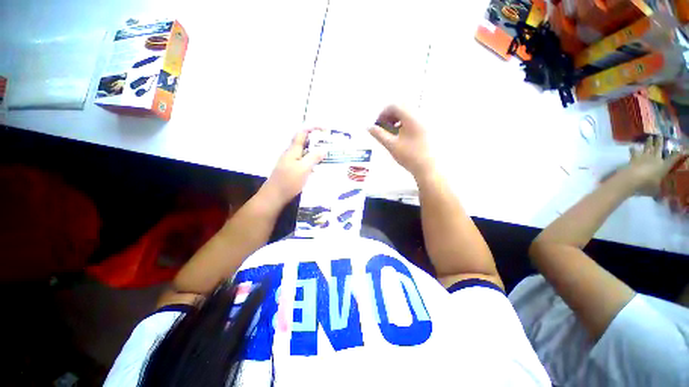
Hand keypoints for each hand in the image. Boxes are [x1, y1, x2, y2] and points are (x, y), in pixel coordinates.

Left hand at [261, 128, 325, 205]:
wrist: (274, 196)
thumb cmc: (289, 181)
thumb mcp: (304, 168)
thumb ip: (314, 157)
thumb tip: (324, 148)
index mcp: (293, 150)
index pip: (302, 133)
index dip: (313, 128)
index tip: (325, 130)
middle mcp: (291, 154)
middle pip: (304, 142)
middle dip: (316, 140)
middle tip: (329, 144)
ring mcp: (290, 162)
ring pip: (304, 153)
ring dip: (314, 151)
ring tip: (326, 155)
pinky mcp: (291, 171)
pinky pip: (303, 162)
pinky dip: (311, 161)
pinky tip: (317, 167)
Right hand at [368, 105, 434, 177]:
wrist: (428, 168)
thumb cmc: (409, 156)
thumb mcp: (391, 145)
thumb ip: (379, 134)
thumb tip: (369, 127)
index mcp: (411, 117)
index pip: (394, 106)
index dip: (383, 113)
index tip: (378, 124)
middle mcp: (420, 115)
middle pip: (402, 108)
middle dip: (390, 116)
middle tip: (384, 128)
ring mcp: (426, 122)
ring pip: (408, 114)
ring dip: (397, 120)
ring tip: (392, 133)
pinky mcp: (428, 129)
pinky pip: (415, 120)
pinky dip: (405, 124)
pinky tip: (402, 136)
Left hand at [626, 136, 685, 195]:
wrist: (631, 179)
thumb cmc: (646, 185)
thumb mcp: (656, 190)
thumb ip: (659, 191)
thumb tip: (661, 199)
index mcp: (664, 166)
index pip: (674, 159)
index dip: (680, 154)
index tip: (685, 150)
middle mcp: (655, 159)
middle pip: (658, 149)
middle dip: (660, 142)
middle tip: (661, 136)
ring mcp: (644, 157)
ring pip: (647, 148)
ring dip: (649, 142)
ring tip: (650, 137)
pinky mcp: (634, 159)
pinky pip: (634, 153)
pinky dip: (633, 149)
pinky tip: (632, 146)